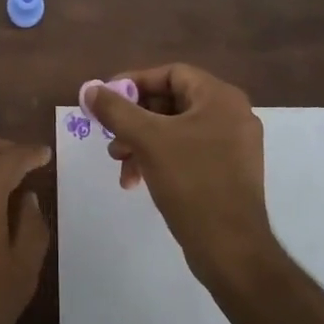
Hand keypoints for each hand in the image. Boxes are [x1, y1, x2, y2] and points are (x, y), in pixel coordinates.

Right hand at [84, 64, 275, 282]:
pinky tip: (138, 180)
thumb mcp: (147, 140)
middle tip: (111, 138)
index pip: (170, 74)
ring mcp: (233, 145)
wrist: (231, 249)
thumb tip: (90, 89)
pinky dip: (160, 159)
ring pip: (176, 130)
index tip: (107, 100)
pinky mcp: (228, 172)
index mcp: (220, 98)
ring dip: (142, 143)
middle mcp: (232, 114)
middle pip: (171, 102)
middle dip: (135, 120)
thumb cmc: (191, 182)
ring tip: (121, 165)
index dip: (134, 83)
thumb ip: (116, 110)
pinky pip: (188, 152)